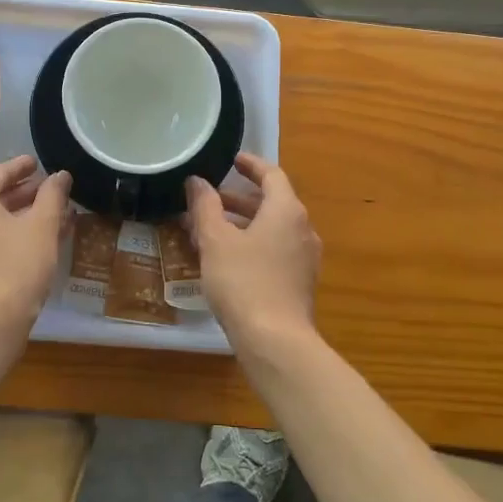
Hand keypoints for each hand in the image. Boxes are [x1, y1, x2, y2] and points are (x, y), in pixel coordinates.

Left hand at [0, 156, 72, 328]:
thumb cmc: (17, 263)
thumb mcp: (42, 225)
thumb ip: (52, 195)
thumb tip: (60, 175)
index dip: (22, 167)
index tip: (38, 163)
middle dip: (25, 193)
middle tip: (50, 190)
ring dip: (22, 216)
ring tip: (51, 215)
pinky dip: (12, 234)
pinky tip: (38, 240)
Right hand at [185, 152, 320, 355]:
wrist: (276, 342)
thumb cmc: (243, 282)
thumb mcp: (216, 241)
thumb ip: (205, 206)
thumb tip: (197, 181)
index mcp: (286, 210)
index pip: (272, 175)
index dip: (251, 164)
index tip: (232, 159)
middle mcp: (302, 229)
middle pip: (271, 203)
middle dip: (238, 199)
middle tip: (209, 199)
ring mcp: (305, 258)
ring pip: (271, 229)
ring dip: (242, 224)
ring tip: (208, 230)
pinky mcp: (299, 282)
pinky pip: (275, 250)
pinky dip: (252, 244)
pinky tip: (226, 259)